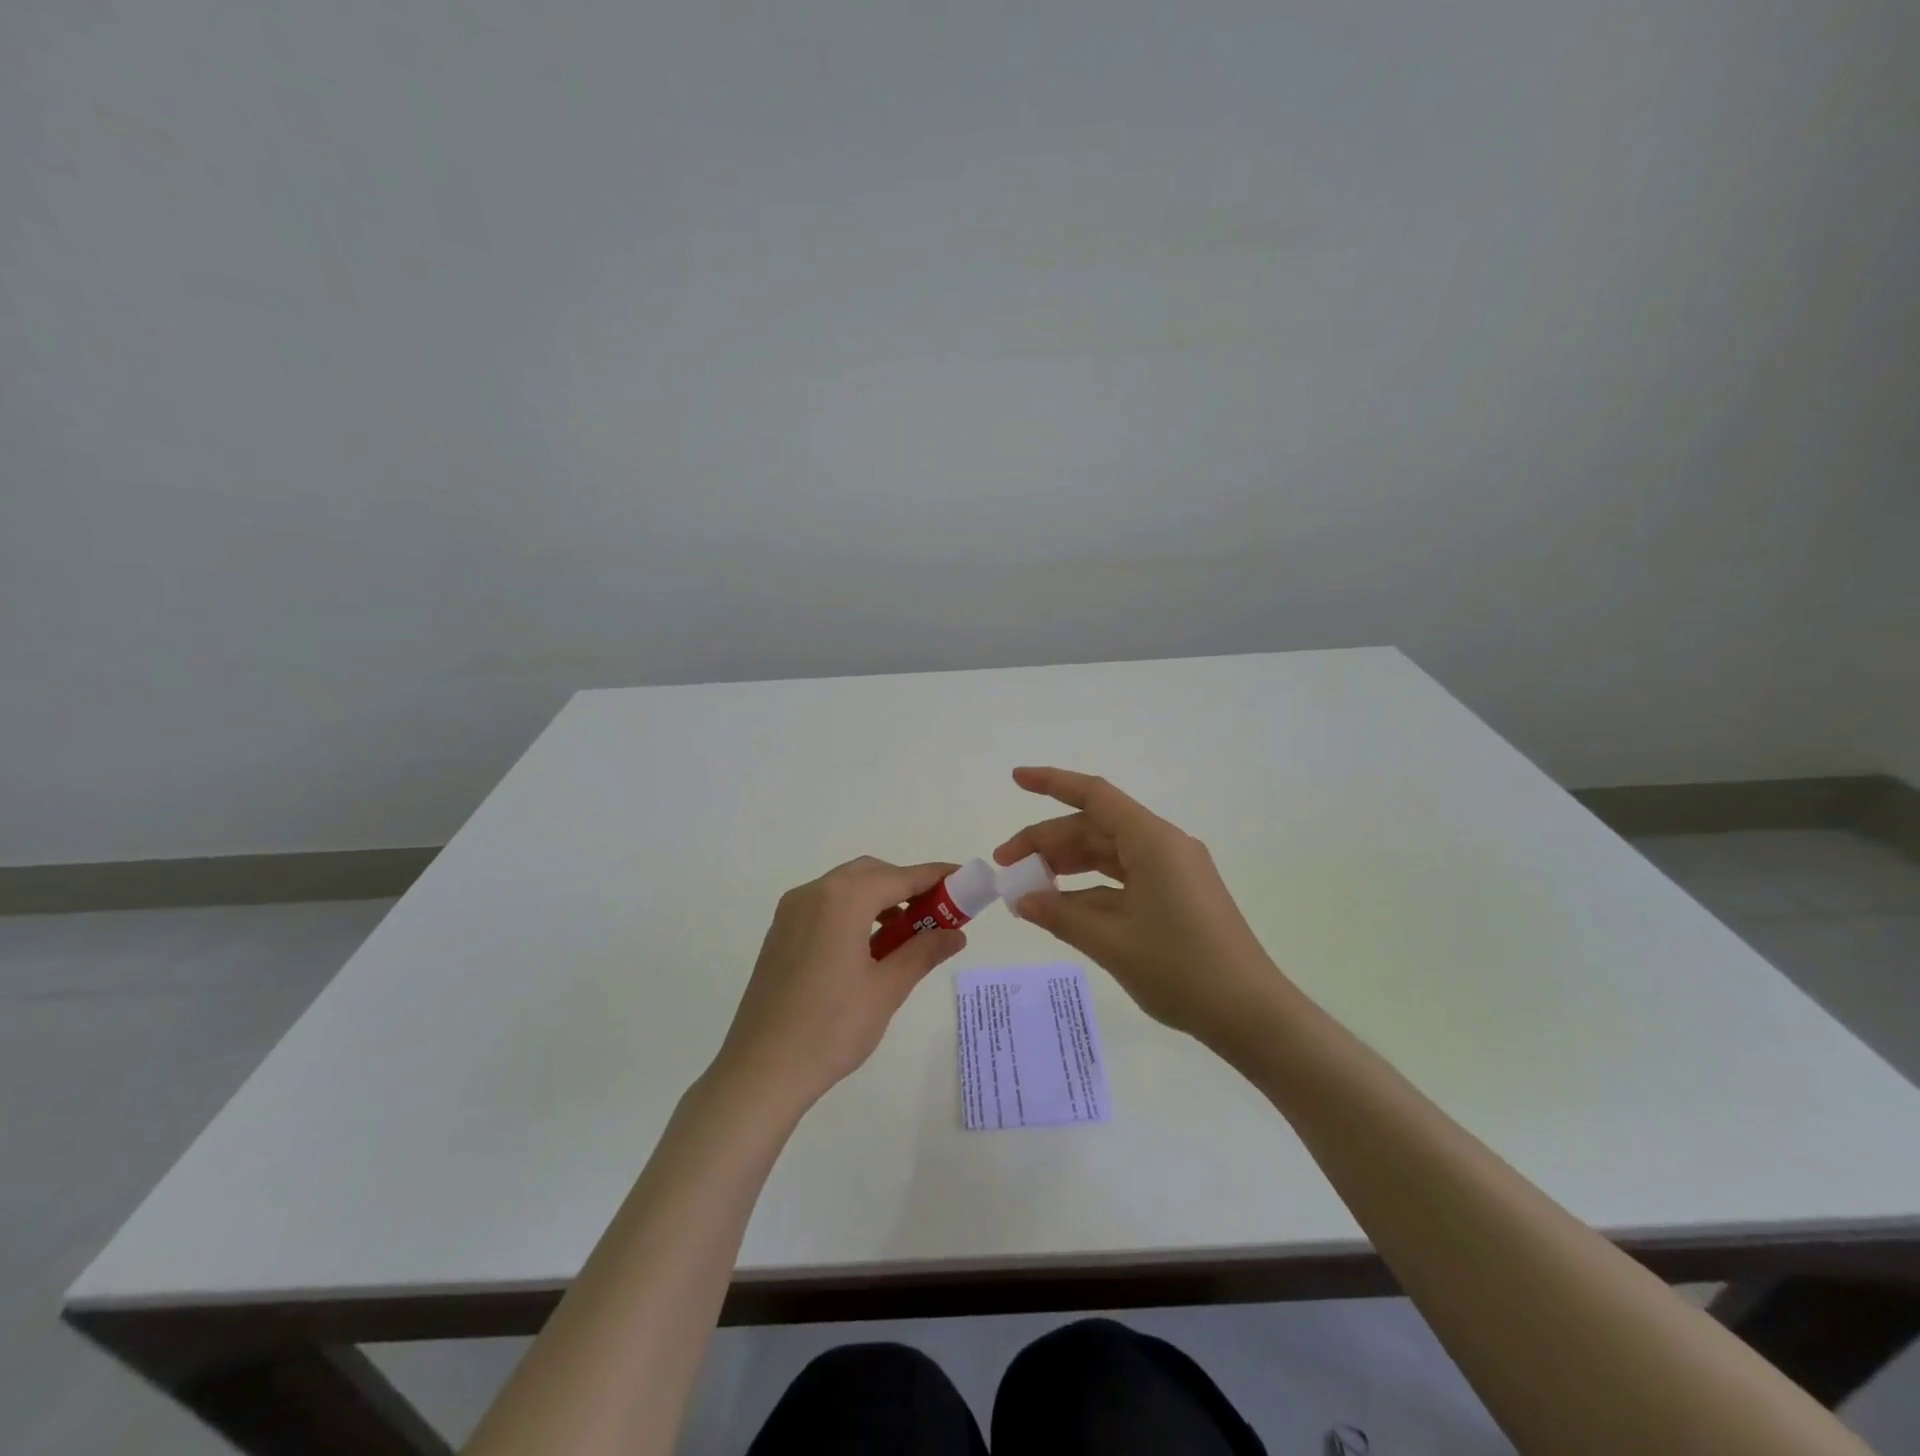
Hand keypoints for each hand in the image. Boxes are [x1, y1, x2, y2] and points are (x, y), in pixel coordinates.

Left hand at [714, 857, 966, 1111]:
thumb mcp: (887, 989)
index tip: (964, 880)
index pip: (900, 876)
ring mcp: (791, 912)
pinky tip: (866, 948)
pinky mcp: (780, 932)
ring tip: (904, 936)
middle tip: (935, 915)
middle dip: (906, 886)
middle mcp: (814, 893)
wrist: (761, 1070)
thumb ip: (923, 952)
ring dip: (879, 899)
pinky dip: (853, 912)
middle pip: (871, 874)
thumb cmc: (831, 1028)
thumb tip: (956, 934)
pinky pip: (825, 905)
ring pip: (846, 887)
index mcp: (843, 900)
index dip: (935, 877)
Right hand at [994, 767, 1285, 1047]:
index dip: (1052, 783)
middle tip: (1006, 865)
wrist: (1252, 1015)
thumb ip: (1061, 916)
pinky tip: (1063, 908)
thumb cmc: (1182, 971)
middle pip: (1096, 827)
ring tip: (1028, 887)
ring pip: (1108, 853)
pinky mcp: (1178, 895)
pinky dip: (1091, 889)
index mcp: (1153, 842)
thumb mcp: (1112, 943)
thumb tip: (1024, 900)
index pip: (1095, 796)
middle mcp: (1164, 846)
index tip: (1016, 778)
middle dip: (1048, 841)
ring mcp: (1174, 872)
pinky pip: (1125, 879)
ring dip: (1068, 865)